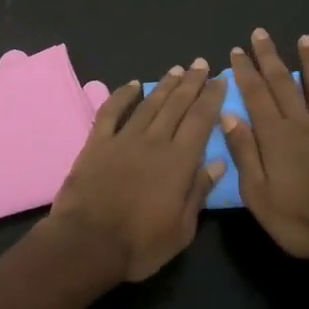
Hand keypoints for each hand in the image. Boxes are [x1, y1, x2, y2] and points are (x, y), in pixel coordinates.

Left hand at [48, 60, 227, 282]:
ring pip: (149, 104)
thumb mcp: (182, 230)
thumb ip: (199, 192)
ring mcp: (123, 139)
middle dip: (191, 83)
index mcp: (179, 162)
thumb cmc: (140, 244)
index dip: (212, 98)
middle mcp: (154, 142)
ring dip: (164, 85)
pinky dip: (122, 95)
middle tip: (200, 63)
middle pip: (177, 105)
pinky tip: (133, 84)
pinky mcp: (97, 143)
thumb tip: (218, 163)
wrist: (87, 243)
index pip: (201, 121)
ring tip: (177, 69)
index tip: (220, 80)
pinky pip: (111, 111)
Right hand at [221, 29, 308, 266]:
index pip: (256, 95)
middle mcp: (303, 125)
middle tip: (261, 33)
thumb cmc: (298, 219)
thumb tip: (228, 116)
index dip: (245, 72)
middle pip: (285, 84)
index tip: (236, 50)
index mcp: (276, 136)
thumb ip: (244, 153)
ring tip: (306, 39)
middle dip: (270, 57)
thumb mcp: (257, 194)